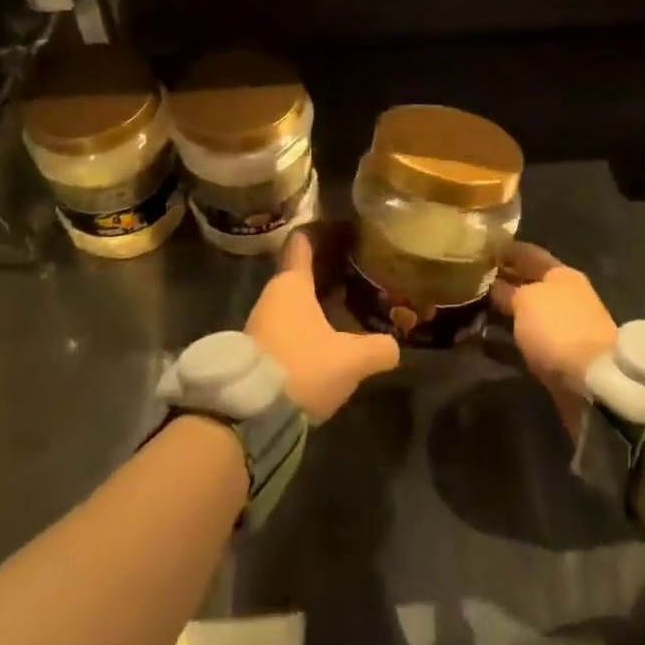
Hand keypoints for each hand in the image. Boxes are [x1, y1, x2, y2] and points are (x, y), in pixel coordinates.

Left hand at [248, 228, 400, 420]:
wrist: (248, 414)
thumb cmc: (301, 368)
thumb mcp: (350, 360)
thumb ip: (377, 349)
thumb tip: (395, 345)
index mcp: (292, 284)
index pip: (303, 242)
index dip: (323, 232)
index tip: (345, 230)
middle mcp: (273, 296)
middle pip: (300, 271)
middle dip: (328, 269)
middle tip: (358, 270)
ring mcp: (262, 323)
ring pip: (295, 300)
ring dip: (319, 299)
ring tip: (349, 303)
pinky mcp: (259, 350)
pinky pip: (289, 323)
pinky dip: (309, 322)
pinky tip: (330, 336)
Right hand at [490, 243, 617, 435]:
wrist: (594, 382)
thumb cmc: (557, 327)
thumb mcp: (525, 301)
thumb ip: (506, 291)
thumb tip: (493, 286)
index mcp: (560, 273)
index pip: (527, 253)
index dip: (503, 250)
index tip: (477, 250)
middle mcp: (565, 296)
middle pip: (527, 284)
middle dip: (501, 283)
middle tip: (467, 283)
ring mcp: (565, 327)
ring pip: (526, 313)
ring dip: (504, 314)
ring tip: (472, 313)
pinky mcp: (561, 356)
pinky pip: (528, 340)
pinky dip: (510, 340)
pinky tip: (487, 342)